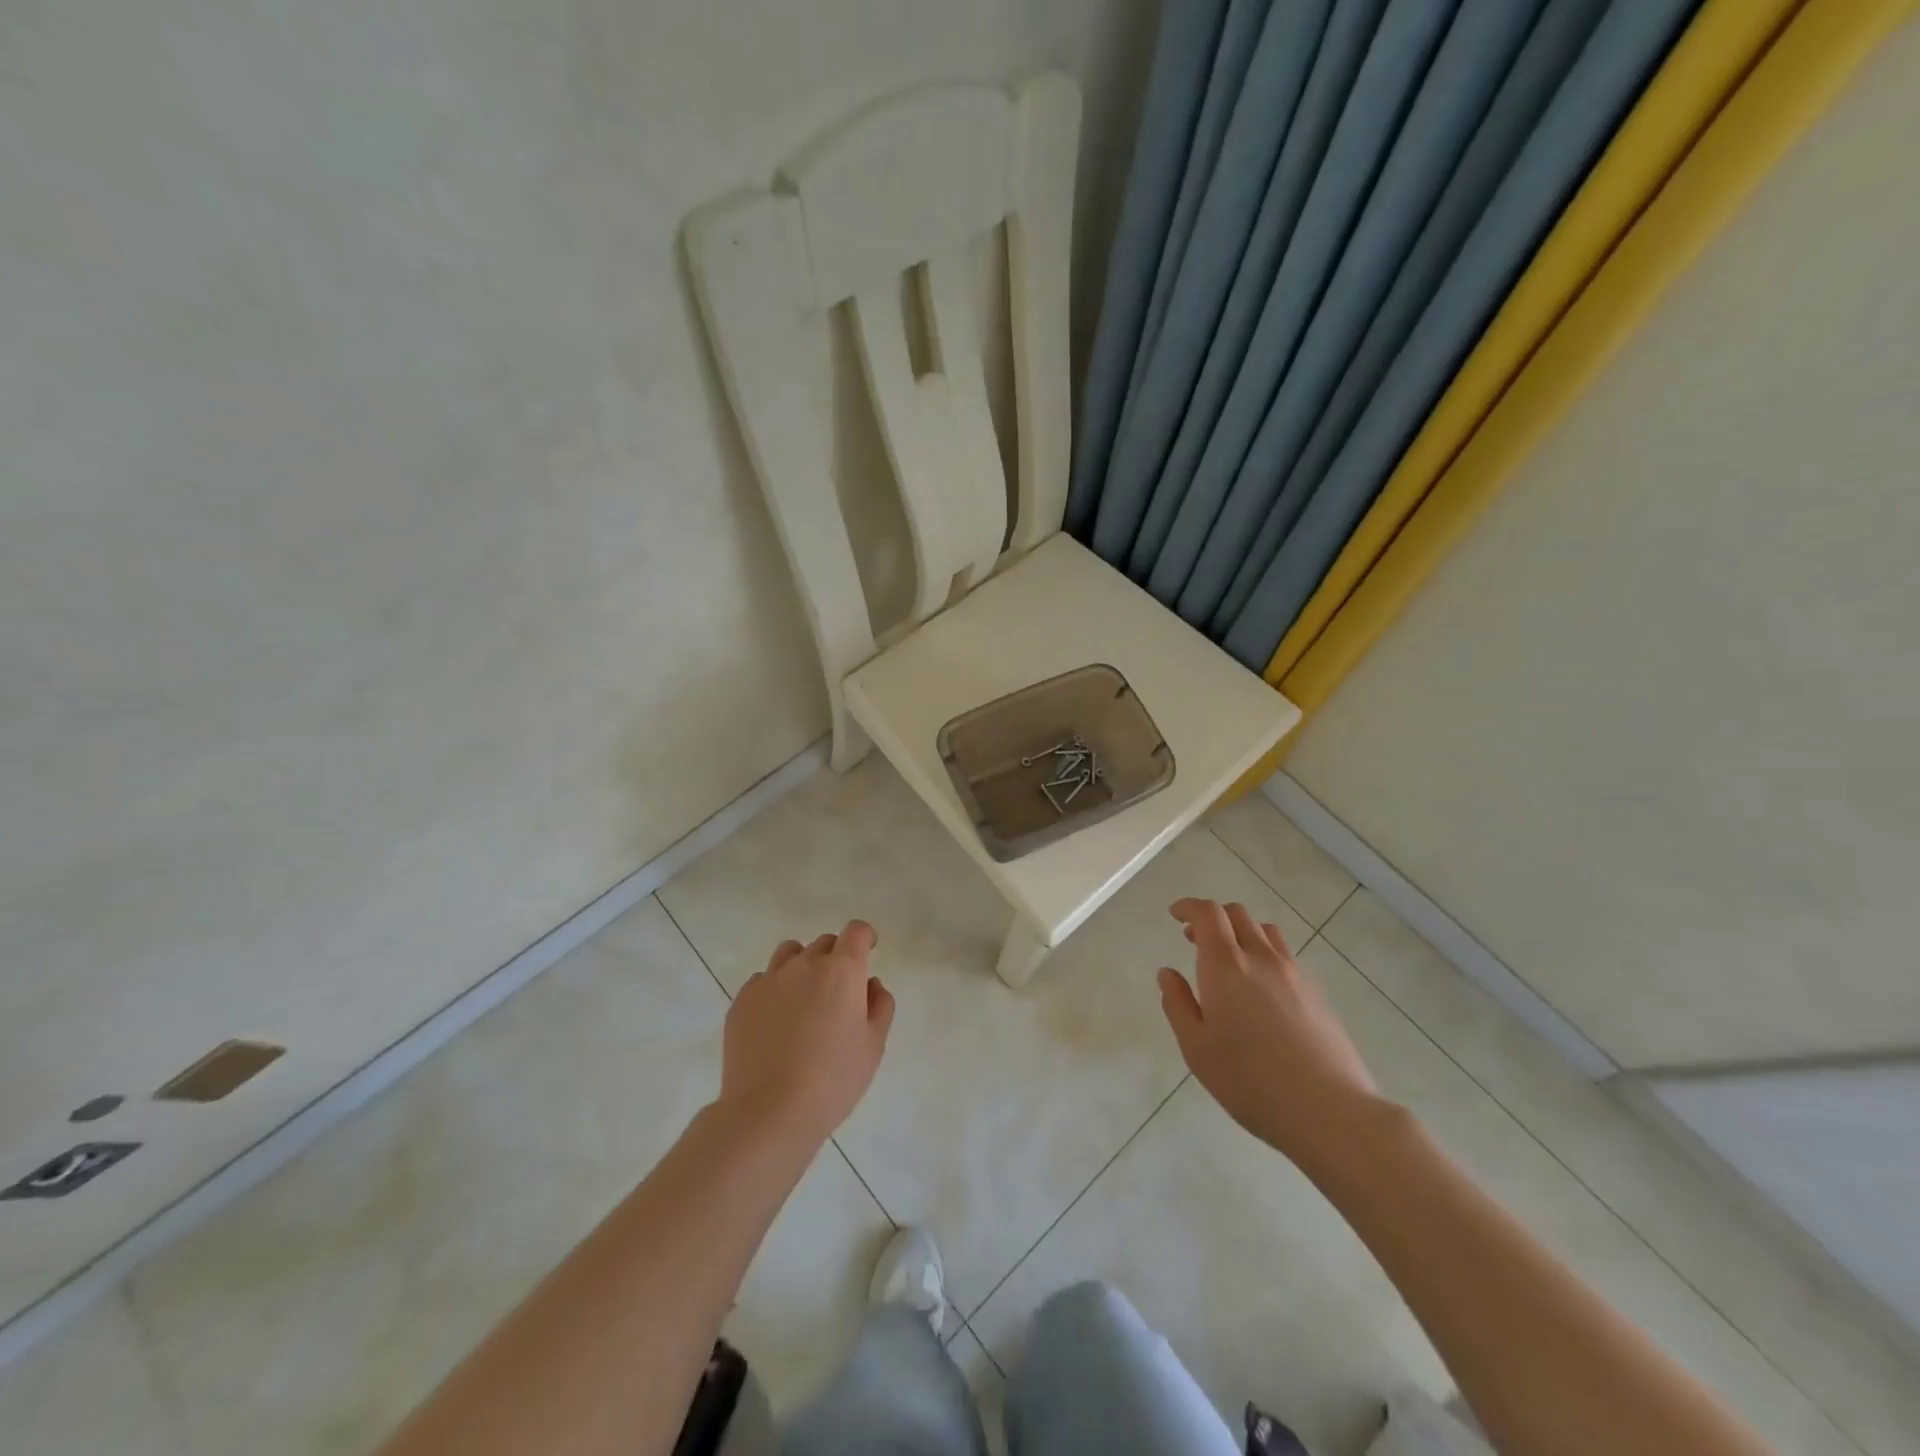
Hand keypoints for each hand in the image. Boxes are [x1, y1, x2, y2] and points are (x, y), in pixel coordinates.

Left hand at [718, 920, 894, 1147]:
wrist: (768, 1112)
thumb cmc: (833, 1080)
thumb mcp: (873, 1046)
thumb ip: (880, 1005)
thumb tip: (870, 983)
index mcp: (842, 970)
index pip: (856, 931)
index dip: (865, 938)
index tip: (868, 952)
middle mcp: (805, 964)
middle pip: (825, 943)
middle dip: (836, 958)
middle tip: (838, 994)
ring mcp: (769, 980)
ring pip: (791, 954)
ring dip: (803, 966)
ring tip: (804, 1002)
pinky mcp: (742, 1000)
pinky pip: (763, 980)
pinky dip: (775, 990)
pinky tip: (776, 1024)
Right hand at [1158, 898, 1380, 1165]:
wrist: (1329, 1111)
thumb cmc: (1250, 1081)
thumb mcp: (1196, 1048)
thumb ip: (1178, 1004)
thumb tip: (1167, 973)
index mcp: (1225, 965)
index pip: (1208, 913)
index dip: (1189, 906)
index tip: (1176, 914)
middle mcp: (1260, 958)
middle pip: (1238, 914)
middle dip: (1212, 918)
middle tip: (1195, 939)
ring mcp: (1294, 973)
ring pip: (1265, 931)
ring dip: (1241, 932)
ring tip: (1229, 959)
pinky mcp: (1316, 993)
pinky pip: (1285, 955)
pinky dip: (1264, 953)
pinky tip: (1260, 988)